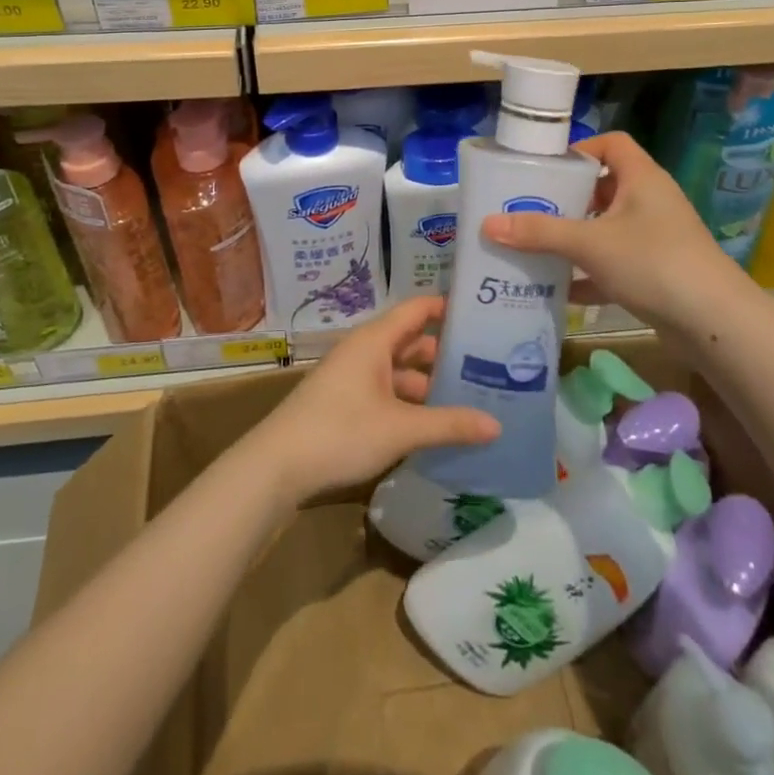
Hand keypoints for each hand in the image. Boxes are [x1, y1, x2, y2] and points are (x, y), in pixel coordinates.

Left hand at [251, 295, 499, 505]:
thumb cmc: (341, 432)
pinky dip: (408, 401)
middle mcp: (363, 350)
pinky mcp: (344, 402)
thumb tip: (496, 425)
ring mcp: (351, 376)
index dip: (447, 308)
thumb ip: (449, 425)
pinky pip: (385, 390)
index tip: (482, 314)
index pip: (418, 309)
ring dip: (426, 382)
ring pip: (398, 370)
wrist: (277, 466)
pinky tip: (430, 424)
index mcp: (375, 340)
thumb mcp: (401, 429)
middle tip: (486, 364)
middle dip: (444, 352)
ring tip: (465, 397)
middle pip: (410, 341)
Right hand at [482, 131, 733, 332]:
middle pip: (604, 187)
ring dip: (576, 238)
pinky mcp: (658, 272)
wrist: (715, 322)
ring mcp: (657, 238)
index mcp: (641, 178)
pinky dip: (590, 274)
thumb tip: (487, 224)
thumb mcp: (589, 244)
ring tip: (536, 246)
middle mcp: (651, 201)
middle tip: (530, 209)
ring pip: (608, 228)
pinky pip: (616, 264)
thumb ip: (539, 233)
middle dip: (568, 199)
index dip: (580, 149)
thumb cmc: (652, 262)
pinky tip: (560, 290)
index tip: (547, 168)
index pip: (612, 144)